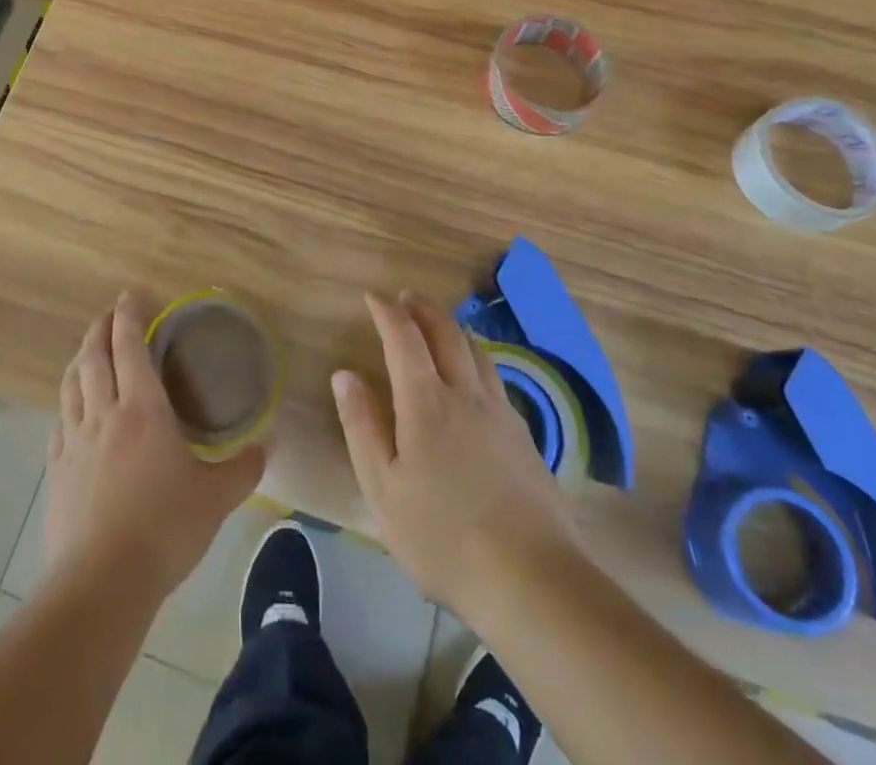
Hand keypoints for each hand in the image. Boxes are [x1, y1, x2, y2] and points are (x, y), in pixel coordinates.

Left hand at [43, 294, 265, 597]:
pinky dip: (66, 407)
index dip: (129, 316)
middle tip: (107, 316)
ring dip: (78, 362)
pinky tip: (71, 415)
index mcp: (142, 408)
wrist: (102, 582)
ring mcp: (74, 442)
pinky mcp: (56, 473)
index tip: (130, 295)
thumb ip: (242, 469)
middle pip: (92, 357)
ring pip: (70, 386)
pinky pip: (59, 425)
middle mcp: (104, 414)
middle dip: (99, 330)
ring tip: (86, 354)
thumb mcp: (215, 498)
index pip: (130, 346)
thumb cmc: (165, 527)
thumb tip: (266, 447)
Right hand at [332, 292, 578, 617]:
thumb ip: (362, 426)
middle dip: (423, 310)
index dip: (387, 312)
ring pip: (478, 352)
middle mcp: (466, 395)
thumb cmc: (442, 535)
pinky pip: (496, 380)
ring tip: (440, 327)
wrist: (531, 579)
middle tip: (407, 297)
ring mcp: (501, 415)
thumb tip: (344, 375)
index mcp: (426, 402)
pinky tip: (476, 379)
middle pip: (447, 334)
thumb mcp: (383, 488)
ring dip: (454, 329)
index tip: (373, 296)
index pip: (404, 338)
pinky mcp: (525, 439)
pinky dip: (477, 360)